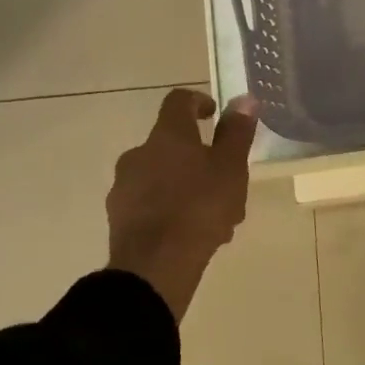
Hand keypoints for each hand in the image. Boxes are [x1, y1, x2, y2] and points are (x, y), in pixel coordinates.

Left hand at [106, 89, 258, 322]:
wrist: (155, 265)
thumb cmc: (199, 208)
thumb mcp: (231, 168)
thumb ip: (237, 132)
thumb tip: (244, 99)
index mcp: (167, 135)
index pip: (178, 101)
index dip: (198, 102)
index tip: (215, 115)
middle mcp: (139, 152)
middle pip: (171, 144)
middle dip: (199, 157)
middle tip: (225, 179)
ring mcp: (124, 185)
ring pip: (163, 176)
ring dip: (187, 185)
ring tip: (216, 215)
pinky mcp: (119, 216)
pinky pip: (151, 202)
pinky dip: (172, 208)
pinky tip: (193, 232)